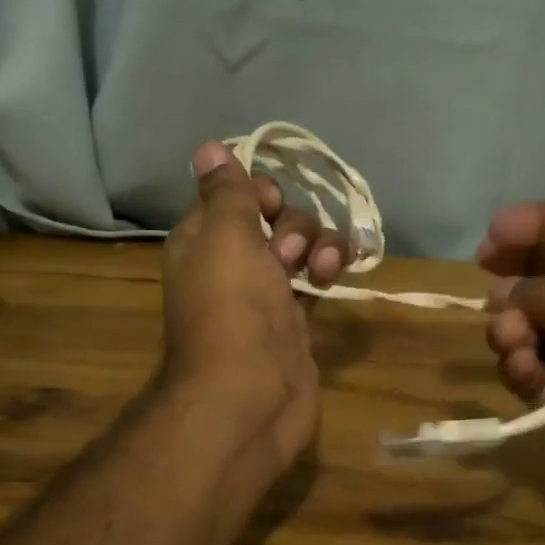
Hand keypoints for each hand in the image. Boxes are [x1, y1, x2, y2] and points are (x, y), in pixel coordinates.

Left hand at [159, 143, 348, 471]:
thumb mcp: (225, 237)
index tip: (268, 206)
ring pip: (301, 248)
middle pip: (274, 218)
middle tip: (287, 255)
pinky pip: (317, 279)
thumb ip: (225, 192)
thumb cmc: (232, 309)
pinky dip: (331, 270)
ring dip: (319, 246)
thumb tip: (208, 146)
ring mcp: (266, 294)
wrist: (250, 397)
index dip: (257, 192)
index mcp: (203, 240)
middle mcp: (231, 263)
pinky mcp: (296, 320)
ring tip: (324, 272)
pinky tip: (341, 275)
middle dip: (292, 225)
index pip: (233, 195)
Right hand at [479, 202, 544, 544]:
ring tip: (510, 341)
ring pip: (540, 333)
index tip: (493, 232)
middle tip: (486, 285)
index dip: (542, 224)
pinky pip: (542, 380)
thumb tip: (505, 294)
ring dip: (516, 331)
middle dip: (519, 279)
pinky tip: (526, 374)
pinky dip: (526, 374)